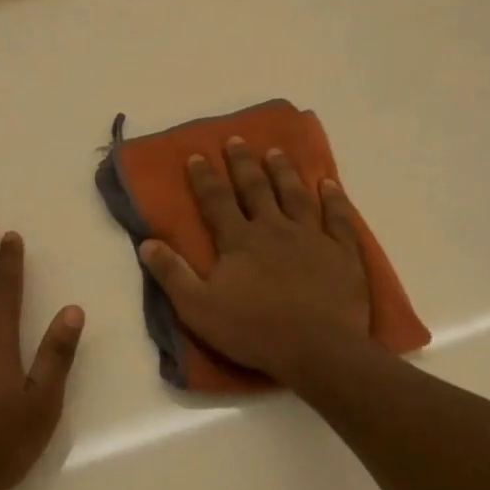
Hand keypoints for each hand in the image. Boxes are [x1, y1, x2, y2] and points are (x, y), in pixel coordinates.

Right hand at [139, 139, 371, 385]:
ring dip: (284, 172)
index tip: (196, 155)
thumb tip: (146, 242)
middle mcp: (274, 228)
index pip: (216, 200)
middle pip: (256, 188)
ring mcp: (312, 237)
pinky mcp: (342, 252)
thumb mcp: (198, 308)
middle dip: (243, 163)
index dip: (204, 178)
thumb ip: (172, 274)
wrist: (318, 350)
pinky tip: (329, 184)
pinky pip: (339, 218)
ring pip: (295, 195)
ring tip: (277, 152)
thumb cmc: (254, 330)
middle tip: (237, 139)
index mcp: (239, 240)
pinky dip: (334, 199)